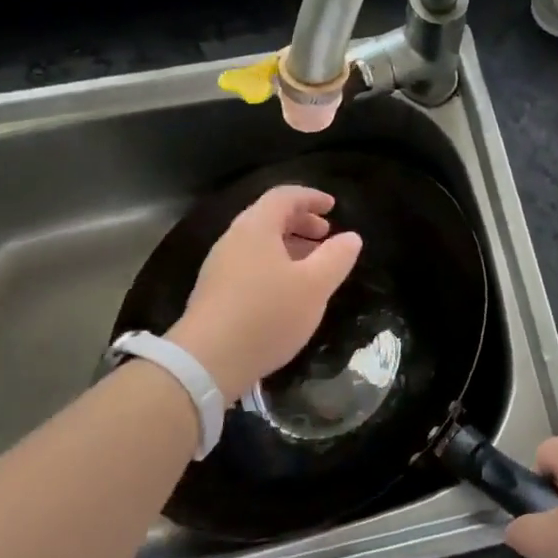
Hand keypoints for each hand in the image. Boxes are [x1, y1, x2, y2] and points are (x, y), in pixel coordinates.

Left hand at [167, 186, 362, 401]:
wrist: (206, 362)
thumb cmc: (267, 315)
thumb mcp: (314, 287)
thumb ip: (336, 258)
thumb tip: (351, 237)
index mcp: (256, 227)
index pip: (284, 196)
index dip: (311, 197)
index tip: (333, 206)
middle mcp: (233, 239)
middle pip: (268, 217)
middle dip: (300, 222)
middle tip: (325, 236)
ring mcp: (219, 266)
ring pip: (258, 243)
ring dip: (287, 246)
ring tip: (311, 266)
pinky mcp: (214, 293)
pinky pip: (248, 264)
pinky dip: (273, 265)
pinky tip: (286, 292)